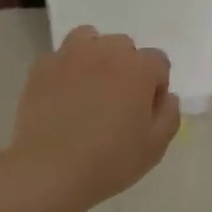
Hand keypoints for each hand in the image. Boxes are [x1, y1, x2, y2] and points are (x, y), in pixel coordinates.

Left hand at [9, 26, 179, 205]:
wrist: (48, 171)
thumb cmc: (109, 161)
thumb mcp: (155, 147)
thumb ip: (169, 115)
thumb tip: (166, 96)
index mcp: (139, 67)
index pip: (158, 62)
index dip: (155, 87)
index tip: (144, 113)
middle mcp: (106, 50)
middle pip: (124, 47)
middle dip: (126, 69)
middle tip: (116, 103)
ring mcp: (70, 54)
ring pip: (90, 39)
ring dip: (95, 56)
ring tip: (89, 88)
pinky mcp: (42, 66)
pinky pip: (60, 57)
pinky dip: (65, 70)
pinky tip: (61, 96)